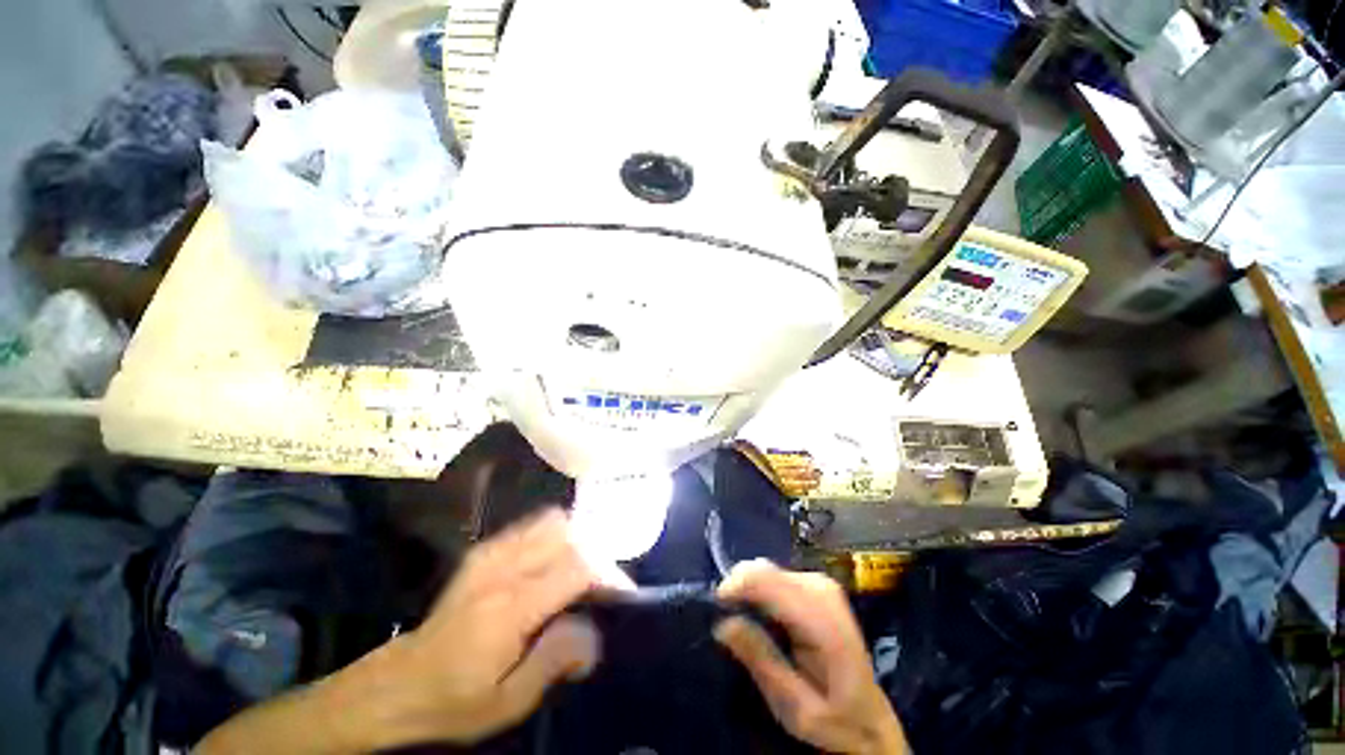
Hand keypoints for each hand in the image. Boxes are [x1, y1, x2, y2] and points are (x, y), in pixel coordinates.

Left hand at [364, 508, 601, 745]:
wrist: (399, 684)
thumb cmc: (454, 701)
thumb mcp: (508, 702)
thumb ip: (555, 660)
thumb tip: (595, 633)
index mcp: (508, 607)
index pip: (575, 566)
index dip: (607, 574)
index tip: (622, 594)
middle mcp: (502, 568)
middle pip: (568, 534)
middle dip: (595, 554)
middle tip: (603, 585)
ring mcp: (490, 553)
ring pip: (552, 521)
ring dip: (576, 541)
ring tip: (583, 573)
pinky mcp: (484, 551)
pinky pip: (532, 525)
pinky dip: (555, 535)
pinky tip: (555, 563)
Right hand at [715, 560, 907, 754]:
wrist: (870, 718)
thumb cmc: (834, 720)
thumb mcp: (795, 707)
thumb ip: (761, 660)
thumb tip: (723, 623)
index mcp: (822, 620)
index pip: (768, 581)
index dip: (735, 587)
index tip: (716, 610)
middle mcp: (821, 590)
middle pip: (764, 570)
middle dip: (739, 590)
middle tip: (729, 624)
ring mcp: (820, 583)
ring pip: (766, 570)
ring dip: (749, 592)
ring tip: (746, 625)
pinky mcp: (816, 584)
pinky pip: (775, 576)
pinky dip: (761, 592)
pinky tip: (763, 618)